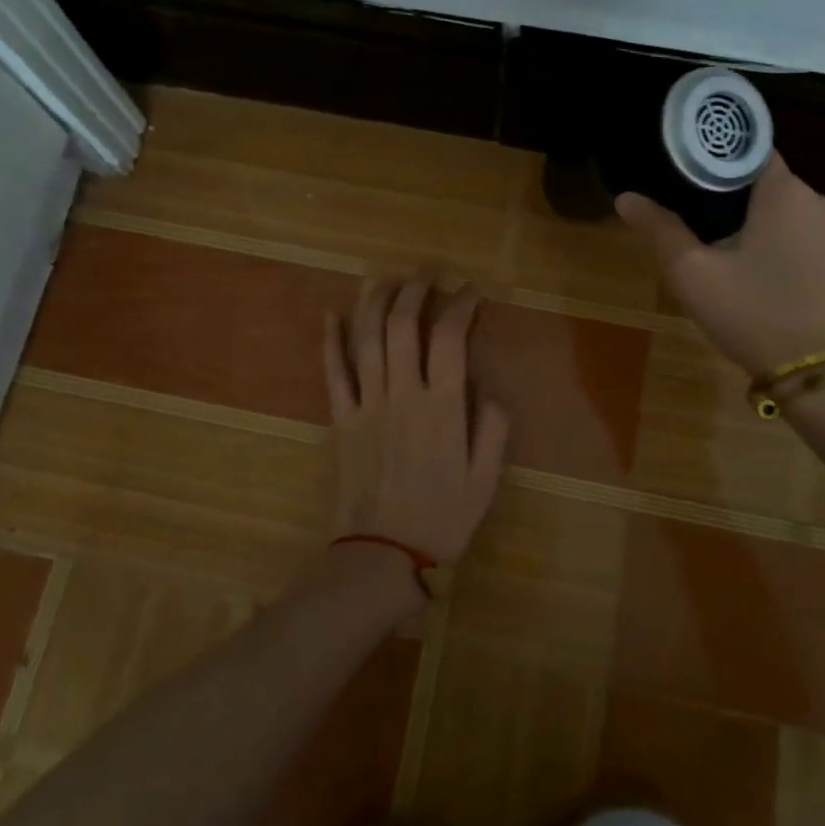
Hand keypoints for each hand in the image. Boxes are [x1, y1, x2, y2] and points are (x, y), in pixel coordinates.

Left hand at [323, 278, 509, 562]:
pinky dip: (331, 339)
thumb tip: (489, 391)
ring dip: (375, 300)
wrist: (381, 553)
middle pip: (403, 325)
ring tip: (386, 277)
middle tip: (427, 272)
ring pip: (366, 338)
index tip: (470, 292)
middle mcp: (403, 394)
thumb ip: (493, 430)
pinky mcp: (340, 418)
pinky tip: (332, 313)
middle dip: (415, 289)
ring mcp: (366, 403)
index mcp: (443, 407)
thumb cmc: (441, 519)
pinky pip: (332, 371)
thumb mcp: (486, 481)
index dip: (461, 305)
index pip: (450, 338)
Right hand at [616, 157, 824, 376]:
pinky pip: (816, 247)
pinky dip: (794, 256)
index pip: (749, 153)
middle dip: (739, 206)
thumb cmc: (756, 315)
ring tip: (738, 267)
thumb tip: (625, 198)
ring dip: (768, 233)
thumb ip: (660, 230)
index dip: (717, 165)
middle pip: (771, 188)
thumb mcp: (694, 275)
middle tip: (705, 237)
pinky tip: (775, 289)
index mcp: (785, 192)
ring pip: (794, 219)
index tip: (690, 185)